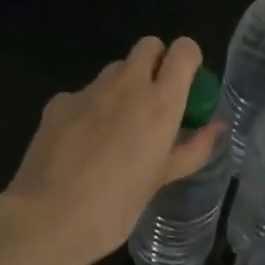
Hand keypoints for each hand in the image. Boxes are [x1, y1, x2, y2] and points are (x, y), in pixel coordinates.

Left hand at [0, 37, 223, 264]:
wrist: (47, 218)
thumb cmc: (115, 207)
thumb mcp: (161, 180)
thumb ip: (192, 148)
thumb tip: (217, 127)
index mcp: (159, 103)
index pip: (184, 50)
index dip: (188, 59)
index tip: (187, 83)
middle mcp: (126, 85)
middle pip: (148, 46)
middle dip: (157, 62)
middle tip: (155, 101)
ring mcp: (89, 90)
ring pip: (115, 69)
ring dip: (124, 85)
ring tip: (117, 127)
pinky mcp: (59, 101)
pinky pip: (84, 93)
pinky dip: (91, 107)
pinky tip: (81, 143)